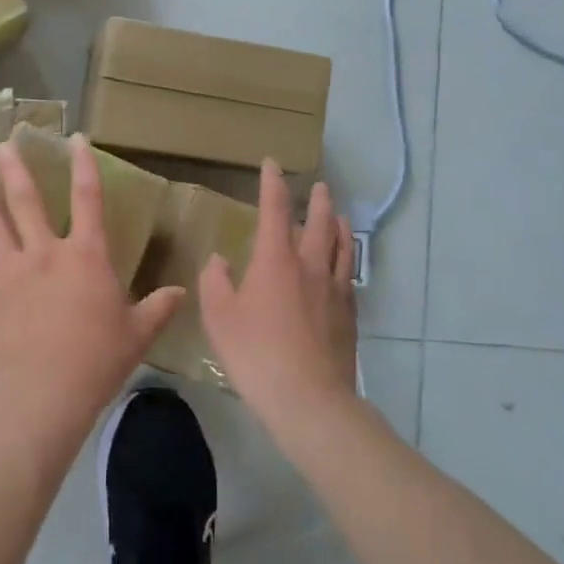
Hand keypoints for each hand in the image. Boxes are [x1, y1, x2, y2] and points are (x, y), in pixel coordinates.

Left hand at [0, 135, 185, 435]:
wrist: (42, 392)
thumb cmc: (97, 358)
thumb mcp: (138, 334)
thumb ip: (158, 309)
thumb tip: (182, 293)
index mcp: (85, 256)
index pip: (88, 200)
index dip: (84, 167)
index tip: (75, 139)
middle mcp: (45, 256)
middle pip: (28, 205)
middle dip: (16, 172)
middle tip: (3, 145)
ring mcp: (11, 278)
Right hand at [198, 163, 357, 423]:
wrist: (310, 399)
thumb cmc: (256, 354)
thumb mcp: (220, 318)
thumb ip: (215, 282)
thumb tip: (219, 260)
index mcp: (276, 259)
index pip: (275, 209)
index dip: (272, 184)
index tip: (272, 164)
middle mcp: (310, 265)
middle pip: (319, 222)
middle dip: (318, 201)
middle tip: (319, 187)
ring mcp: (334, 289)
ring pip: (341, 245)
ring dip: (339, 225)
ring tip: (339, 215)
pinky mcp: (349, 314)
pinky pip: (348, 274)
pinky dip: (346, 258)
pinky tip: (343, 264)